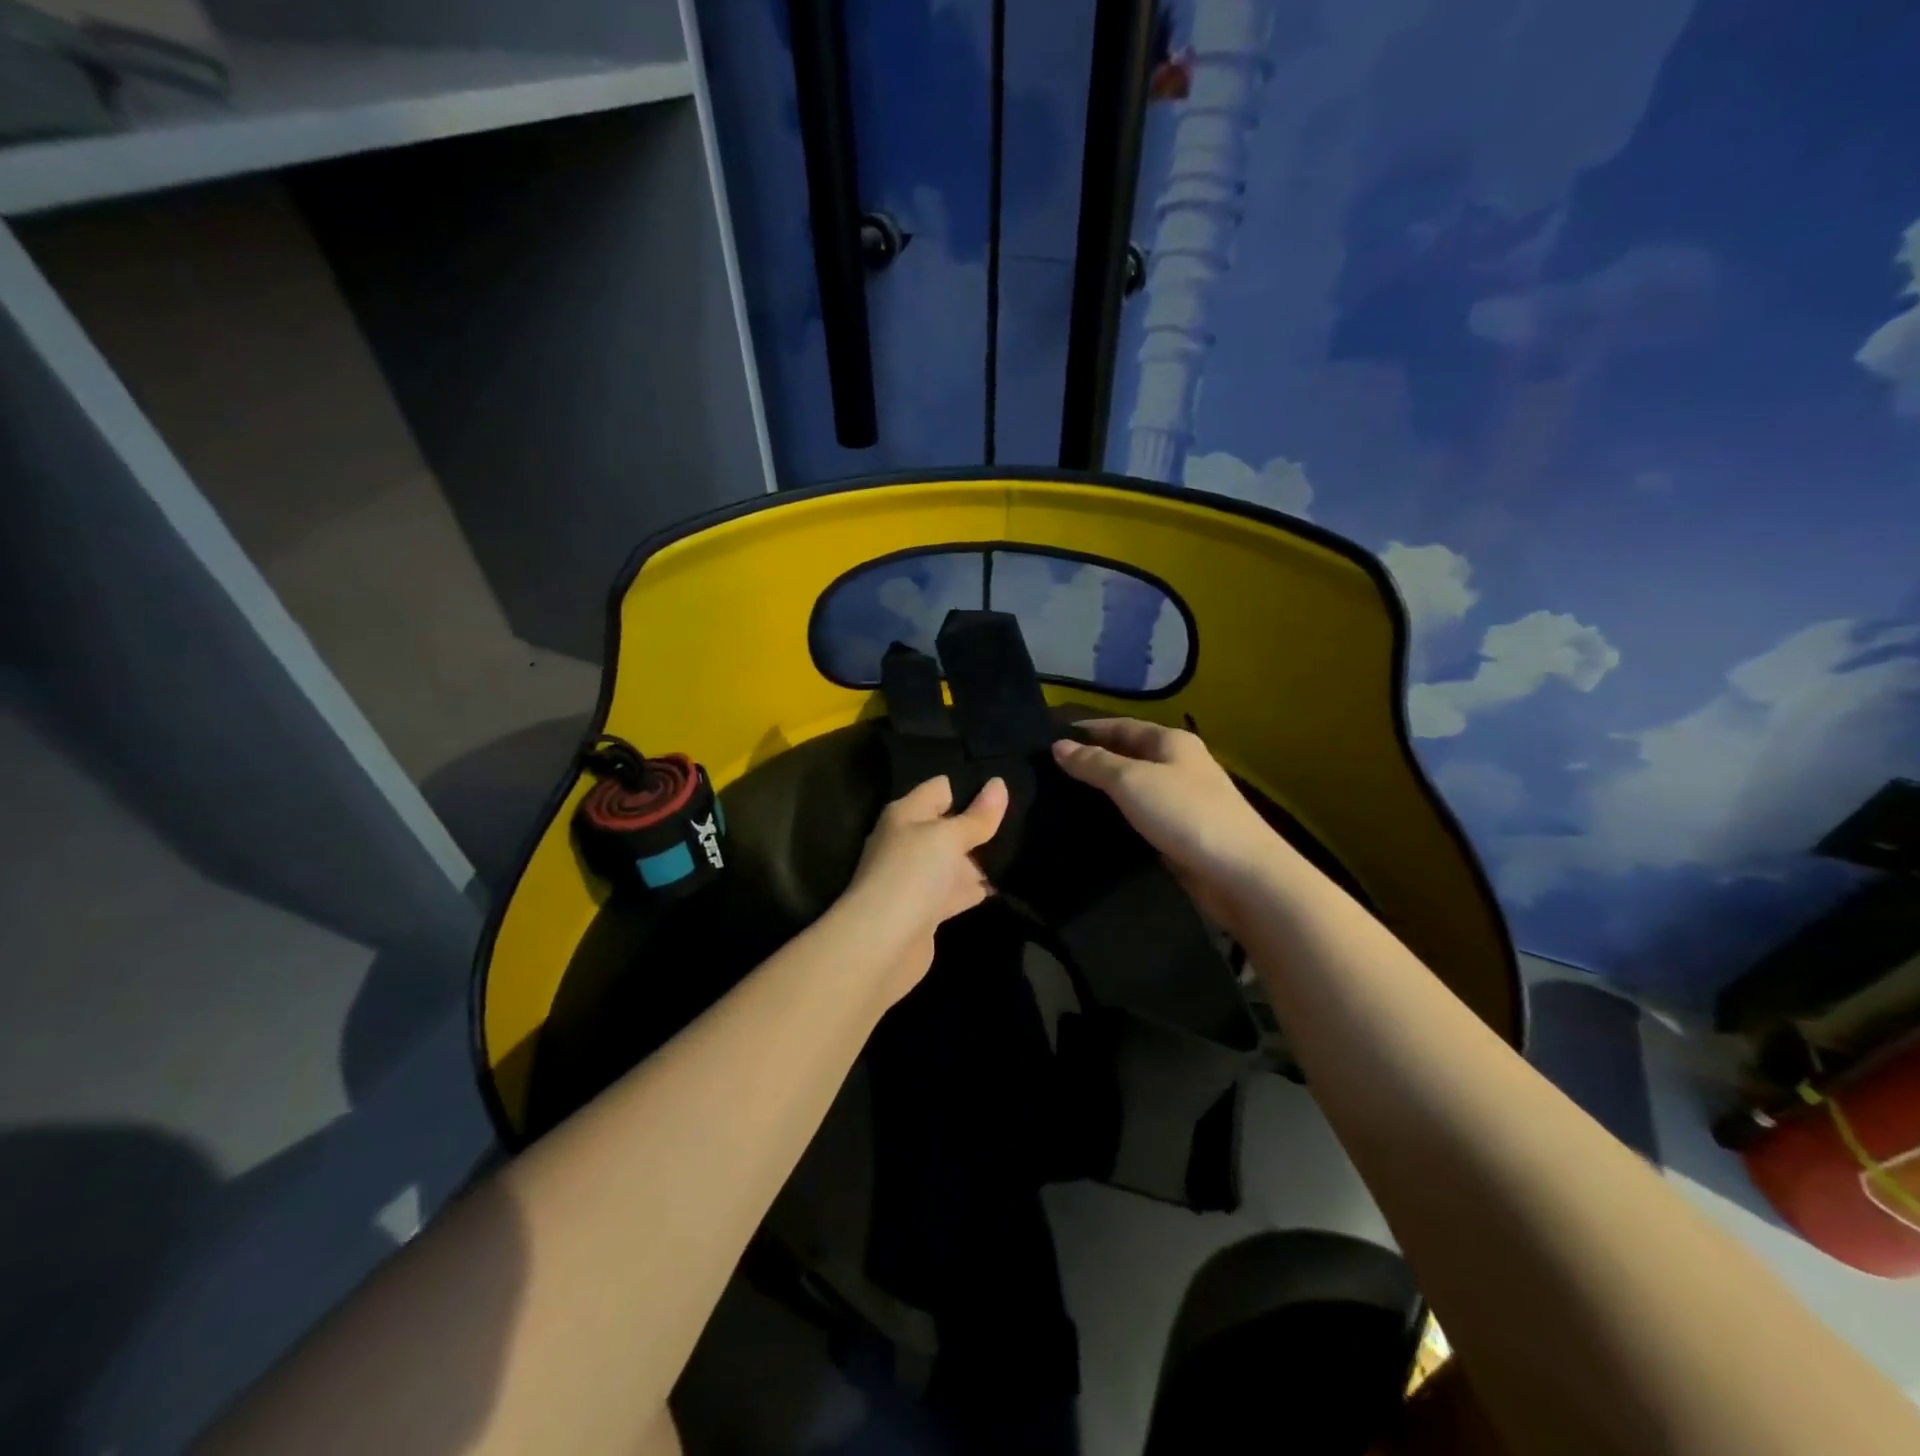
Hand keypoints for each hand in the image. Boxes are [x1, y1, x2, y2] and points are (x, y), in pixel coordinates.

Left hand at [838, 774, 1008, 1002]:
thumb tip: (999, 783)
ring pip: (955, 859)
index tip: (1008, 784)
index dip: (971, 785)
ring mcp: (918, 877)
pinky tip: (1007, 882)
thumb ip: (976, 816)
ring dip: (982, 857)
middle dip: (981, 822)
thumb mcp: (948, 837)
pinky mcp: (928, 909)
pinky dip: (977, 887)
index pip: (941, 788)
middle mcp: (909, 841)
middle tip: (1025, 815)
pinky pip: (958, 889)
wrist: (883, 943)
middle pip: (949, 824)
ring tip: (1025, 844)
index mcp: (906, 814)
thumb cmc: (912, 874)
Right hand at [1051, 719, 1276, 916]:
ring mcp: (1184, 799)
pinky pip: (1143, 814)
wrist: (1240, 873)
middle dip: (1094, 759)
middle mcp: (1180, 764)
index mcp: (1172, 741)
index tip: (1052, 738)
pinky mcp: (1183, 831)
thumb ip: (1093, 763)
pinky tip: (1097, 824)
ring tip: (1065, 796)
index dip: (1088, 730)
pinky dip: (1120, 814)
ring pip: (1136, 786)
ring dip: (1105, 789)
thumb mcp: (1131, 781)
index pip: (1122, 725)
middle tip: (1051, 770)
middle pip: (1129, 754)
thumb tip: (1059, 746)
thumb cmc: (1184, 814)